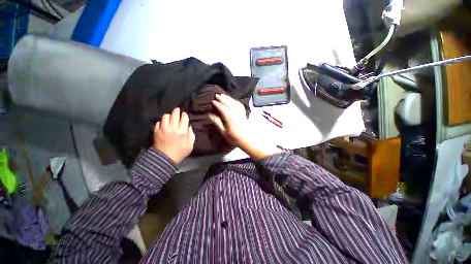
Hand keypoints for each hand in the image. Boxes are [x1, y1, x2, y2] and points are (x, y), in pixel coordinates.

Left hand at [153, 108, 194, 163]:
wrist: (165, 159)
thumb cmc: (180, 152)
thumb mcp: (190, 145)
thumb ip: (191, 135)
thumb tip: (189, 127)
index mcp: (183, 132)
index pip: (184, 118)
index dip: (184, 115)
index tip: (184, 115)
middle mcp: (173, 129)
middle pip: (175, 115)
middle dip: (177, 111)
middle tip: (177, 110)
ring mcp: (163, 129)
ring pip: (165, 116)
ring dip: (169, 116)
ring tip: (170, 117)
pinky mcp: (156, 131)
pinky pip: (159, 122)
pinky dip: (162, 122)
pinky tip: (164, 124)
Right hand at [209, 94, 281, 159]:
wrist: (247, 140)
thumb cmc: (234, 137)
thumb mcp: (224, 132)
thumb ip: (217, 123)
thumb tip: (210, 115)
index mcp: (229, 118)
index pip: (222, 108)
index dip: (217, 104)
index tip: (212, 101)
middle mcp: (235, 113)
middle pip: (228, 103)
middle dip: (222, 98)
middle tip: (216, 95)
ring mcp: (240, 113)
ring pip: (234, 102)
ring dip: (228, 98)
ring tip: (223, 95)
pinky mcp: (244, 114)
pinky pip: (240, 105)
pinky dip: (236, 101)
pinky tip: (233, 100)